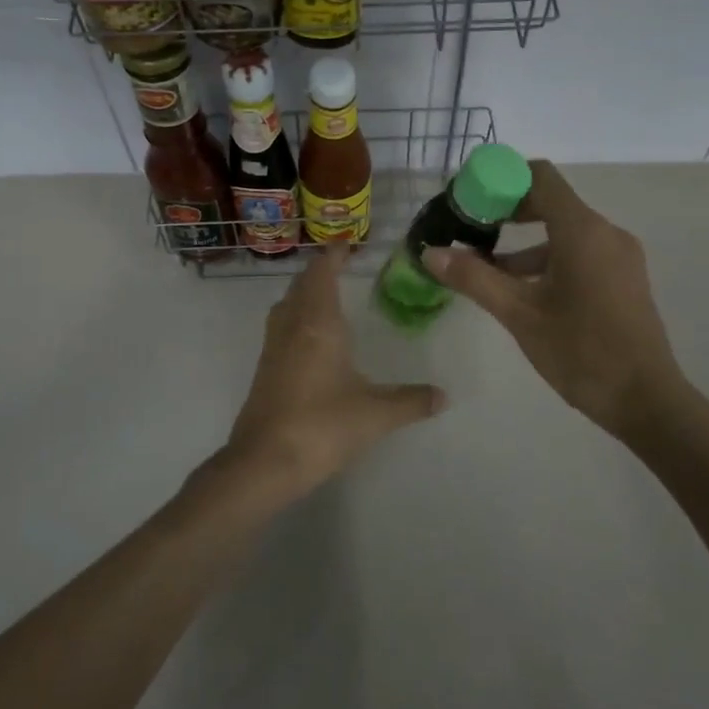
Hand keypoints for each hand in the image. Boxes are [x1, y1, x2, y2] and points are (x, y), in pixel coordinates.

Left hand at [214, 243, 445, 504]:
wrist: (264, 463)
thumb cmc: (322, 426)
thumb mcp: (376, 414)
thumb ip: (411, 400)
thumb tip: (444, 396)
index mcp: (318, 324)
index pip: (322, 274)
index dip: (333, 256)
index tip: (348, 245)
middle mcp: (291, 327)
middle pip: (300, 285)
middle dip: (319, 272)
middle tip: (341, 268)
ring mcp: (273, 349)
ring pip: (286, 306)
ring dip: (303, 294)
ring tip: (326, 298)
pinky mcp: (264, 371)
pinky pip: (280, 329)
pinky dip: (296, 319)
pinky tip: (312, 341)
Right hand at [421, 160, 682, 437]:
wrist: (645, 400)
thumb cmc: (580, 351)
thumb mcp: (519, 314)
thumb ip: (474, 278)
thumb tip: (430, 253)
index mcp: (582, 230)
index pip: (540, 176)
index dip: (501, 181)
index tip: (469, 201)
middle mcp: (605, 232)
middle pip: (551, 201)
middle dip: (507, 212)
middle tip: (470, 230)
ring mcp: (619, 255)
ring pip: (564, 231)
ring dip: (525, 243)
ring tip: (485, 268)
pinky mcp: (623, 277)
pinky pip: (580, 252)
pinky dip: (548, 259)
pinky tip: (522, 290)